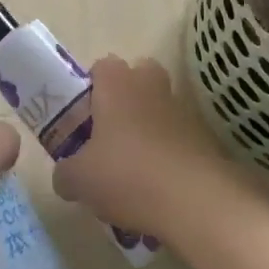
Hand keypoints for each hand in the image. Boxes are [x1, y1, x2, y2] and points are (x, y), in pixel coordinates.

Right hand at [51, 56, 237, 236]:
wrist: (195, 202)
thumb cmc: (126, 175)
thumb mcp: (79, 180)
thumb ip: (65, 173)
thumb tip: (65, 177)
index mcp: (117, 84)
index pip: (102, 66)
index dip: (90, 88)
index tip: (82, 117)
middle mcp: (150, 86)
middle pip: (138, 76)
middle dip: (125, 98)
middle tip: (109, 133)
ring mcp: (181, 111)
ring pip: (159, 107)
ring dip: (147, 127)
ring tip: (131, 167)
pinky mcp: (203, 138)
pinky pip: (177, 137)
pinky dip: (167, 153)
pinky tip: (155, 186)